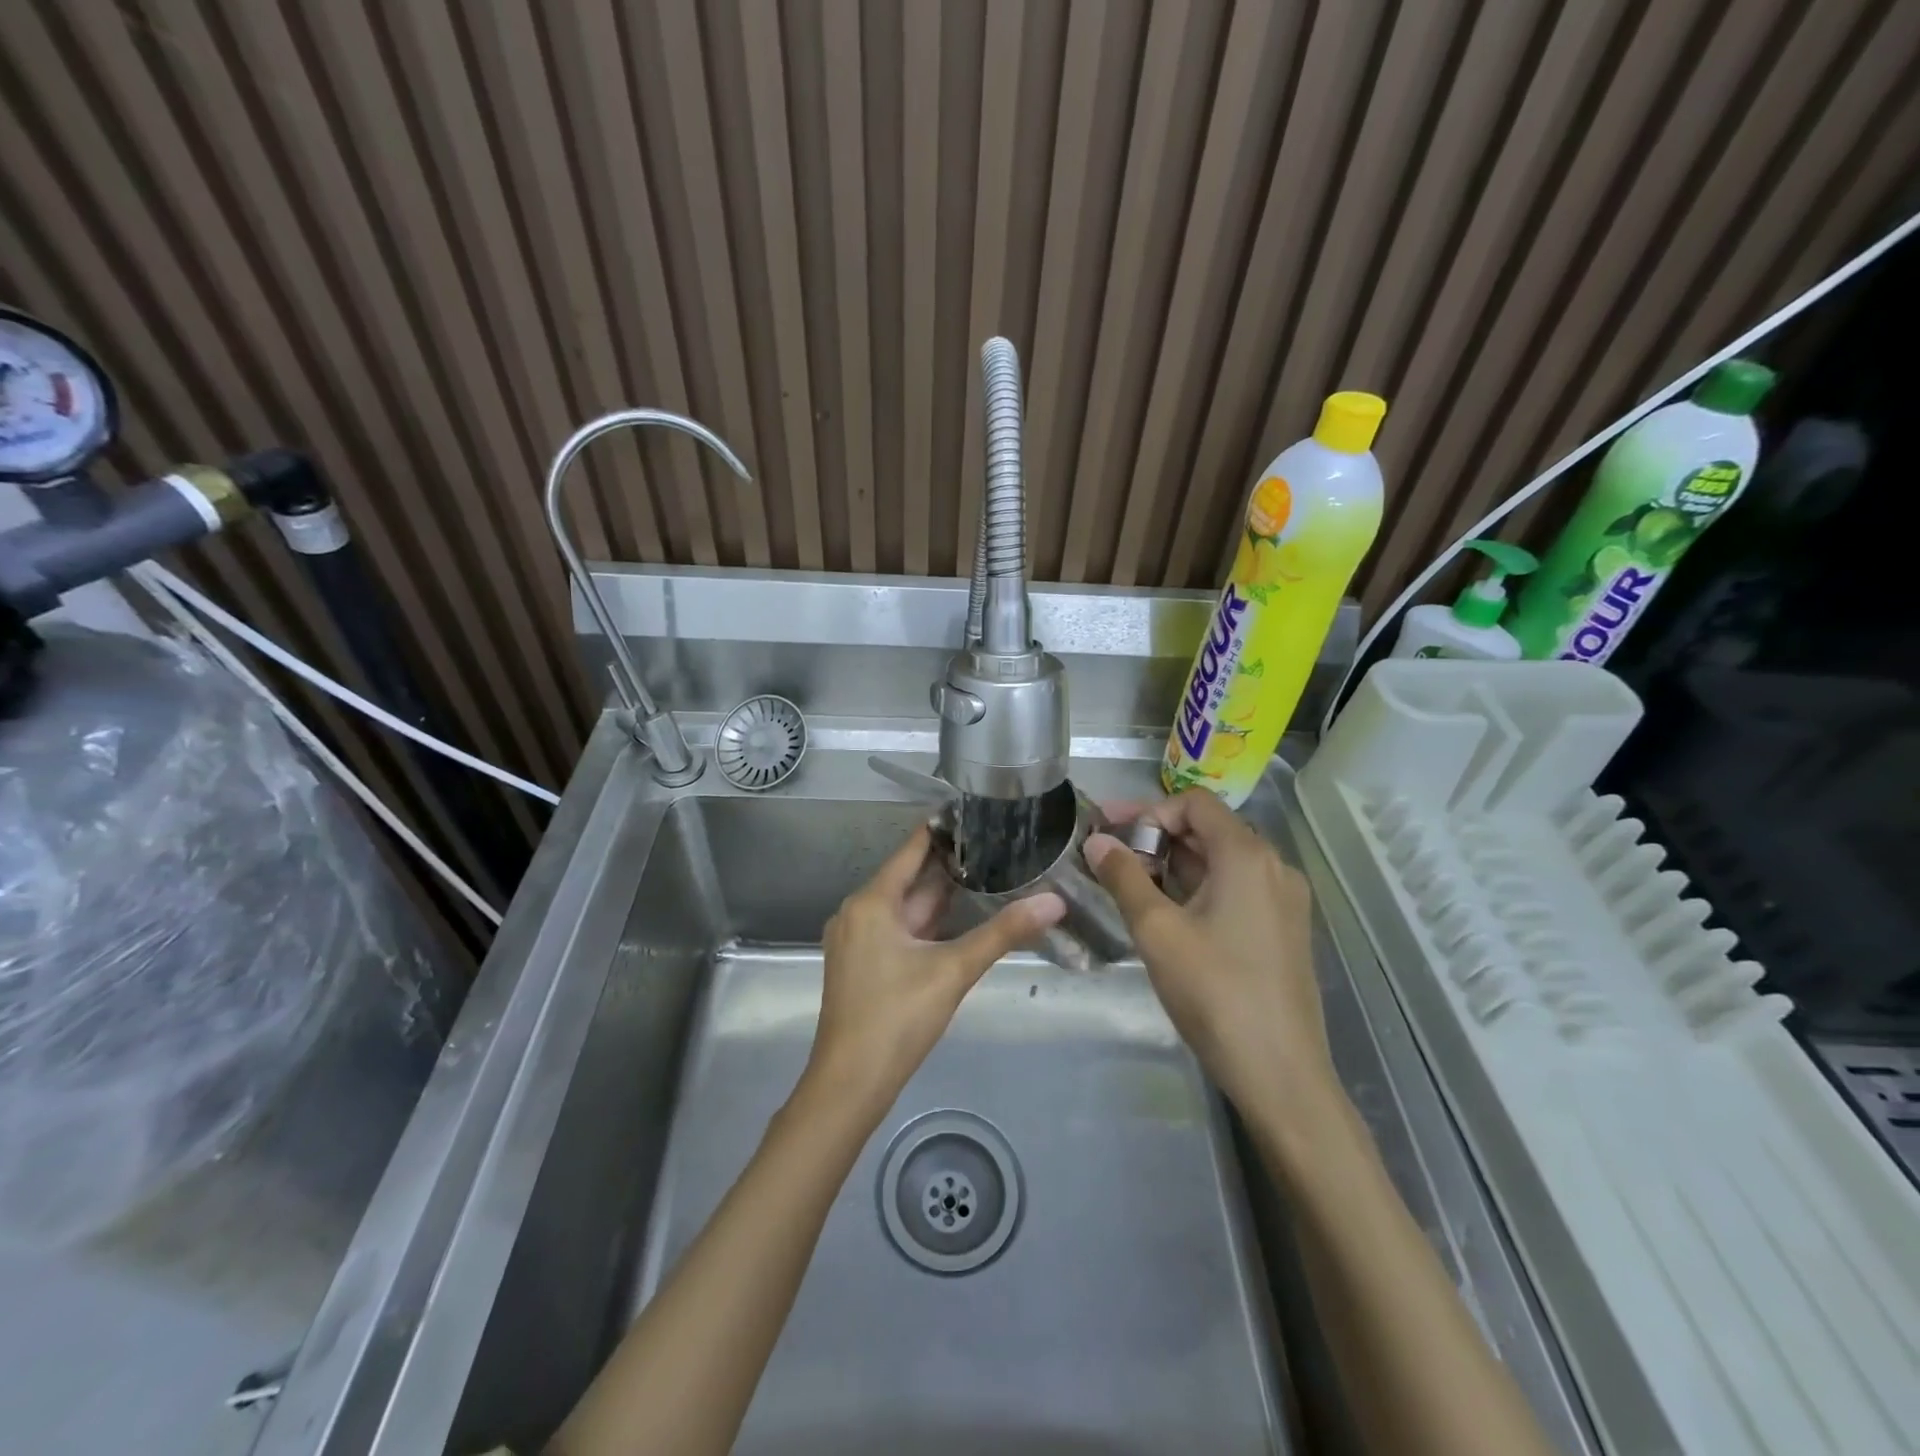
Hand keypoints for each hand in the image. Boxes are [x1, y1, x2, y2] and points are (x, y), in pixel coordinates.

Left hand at [806, 825, 1064, 1118]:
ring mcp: (857, 938)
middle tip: (996, 842)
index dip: (944, 829)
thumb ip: (1004, 933)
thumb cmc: (897, 1018)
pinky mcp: (861, 962)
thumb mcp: (954, 970)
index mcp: (873, 901)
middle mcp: (858, 911)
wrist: (849, 1084)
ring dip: (940, 893)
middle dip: (950, 863)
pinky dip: (926, 920)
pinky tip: (957, 920)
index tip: (979, 811)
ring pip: (905, 905)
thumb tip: (1055, 902)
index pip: (913, 848)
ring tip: (987, 873)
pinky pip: (897, 927)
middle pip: (909, 877)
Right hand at [1085, 791, 1331, 1116]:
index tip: (1109, 833)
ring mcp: (1283, 900)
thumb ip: (1124, 877)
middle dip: (1155, 837)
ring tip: (1130, 883)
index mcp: (1247, 856)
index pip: (1193, 804)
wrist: (1280, 1073)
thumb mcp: (1156, 930)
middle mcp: (1273, 867)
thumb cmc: (1214, 992)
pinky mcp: (1283, 929)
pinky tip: (1167, 912)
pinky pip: (1236, 889)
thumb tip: (1096, 841)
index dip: (1147, 811)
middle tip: (1109, 855)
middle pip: (1208, 829)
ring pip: (1221, 862)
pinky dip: (1198, 887)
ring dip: (1174, 864)